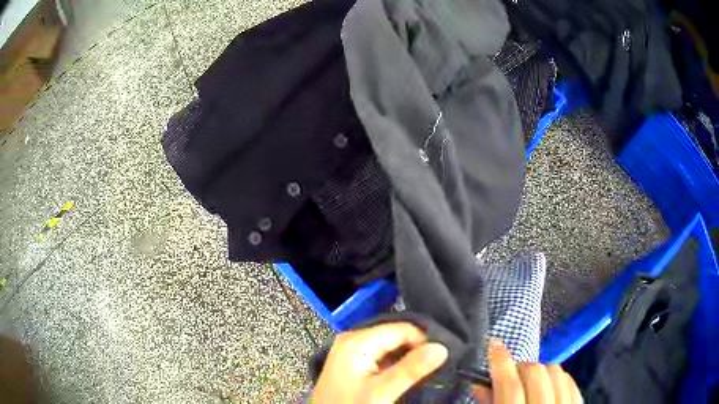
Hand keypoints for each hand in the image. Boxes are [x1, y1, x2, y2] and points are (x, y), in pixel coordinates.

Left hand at [311, 322, 448, 403]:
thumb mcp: (381, 391)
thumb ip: (411, 369)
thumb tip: (442, 347)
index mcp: (357, 340)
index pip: (403, 329)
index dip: (424, 342)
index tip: (440, 358)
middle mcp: (352, 338)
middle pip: (395, 335)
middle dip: (415, 349)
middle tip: (432, 366)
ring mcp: (350, 349)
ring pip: (389, 345)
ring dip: (406, 357)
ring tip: (421, 372)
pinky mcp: (352, 361)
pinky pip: (380, 354)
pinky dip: (394, 362)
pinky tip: (403, 375)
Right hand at [473, 338, 582, 403]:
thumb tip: (480, 384)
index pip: (510, 385)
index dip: (501, 362)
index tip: (494, 345)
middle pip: (536, 373)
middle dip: (521, 367)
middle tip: (511, 375)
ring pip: (557, 372)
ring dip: (540, 370)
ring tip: (530, 382)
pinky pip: (571, 382)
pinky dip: (558, 378)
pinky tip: (549, 386)